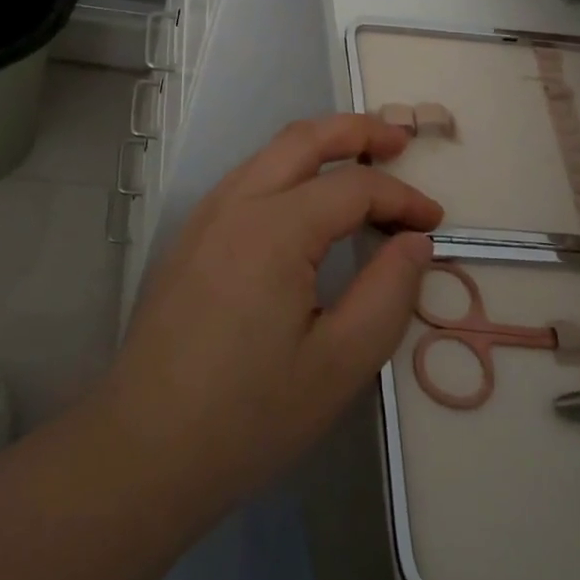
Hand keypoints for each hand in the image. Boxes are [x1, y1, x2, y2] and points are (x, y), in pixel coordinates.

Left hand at [101, 114, 441, 513]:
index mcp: (274, 229)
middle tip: (400, 140)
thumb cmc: (248, 416)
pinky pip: (247, 180)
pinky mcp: (190, 238)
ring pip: (269, 154)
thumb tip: (415, 242)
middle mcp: (236, 204)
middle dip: (357, 130)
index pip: (353, 187)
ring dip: (319, 145)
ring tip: (361, 160)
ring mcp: (205, 217)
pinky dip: (288, 171)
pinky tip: (306, 202)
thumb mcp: (339, 365)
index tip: (435, 223)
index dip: (401, 198)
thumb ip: (387, 293)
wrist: (143, 449)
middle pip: (303, 139)